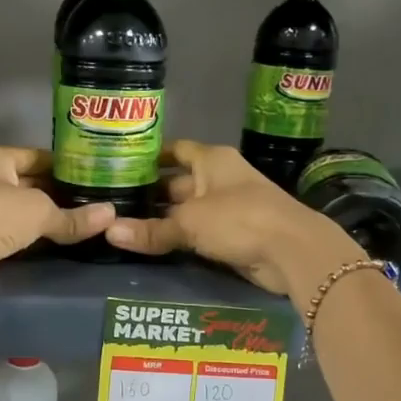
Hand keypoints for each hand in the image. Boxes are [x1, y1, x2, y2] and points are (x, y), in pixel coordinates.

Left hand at [0, 146, 113, 300]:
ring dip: (47, 218)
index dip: (66, 165)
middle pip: (30, 183)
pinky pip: (12, 233)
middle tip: (96, 202)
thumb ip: (73, 216)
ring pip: (21, 210)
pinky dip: (33, 237)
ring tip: (85, 222)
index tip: (95, 175)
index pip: (38, 156)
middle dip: (59, 194)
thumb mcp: (38, 211)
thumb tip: (112, 216)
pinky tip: (58, 242)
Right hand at [104, 141, 356, 302]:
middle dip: (150, 193)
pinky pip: (199, 232)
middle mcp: (219, 178)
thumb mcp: (189, 223)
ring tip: (124, 225)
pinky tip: (153, 245)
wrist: (292, 250)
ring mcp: (228, 206)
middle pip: (177, 182)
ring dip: (163, 218)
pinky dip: (179, 237)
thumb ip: (150, 230)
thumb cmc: (239, 219)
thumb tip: (108, 232)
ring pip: (187, 210)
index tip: (119, 165)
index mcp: (211, 160)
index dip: (149, 156)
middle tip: (113, 203)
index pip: (174, 150)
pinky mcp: (234, 234)